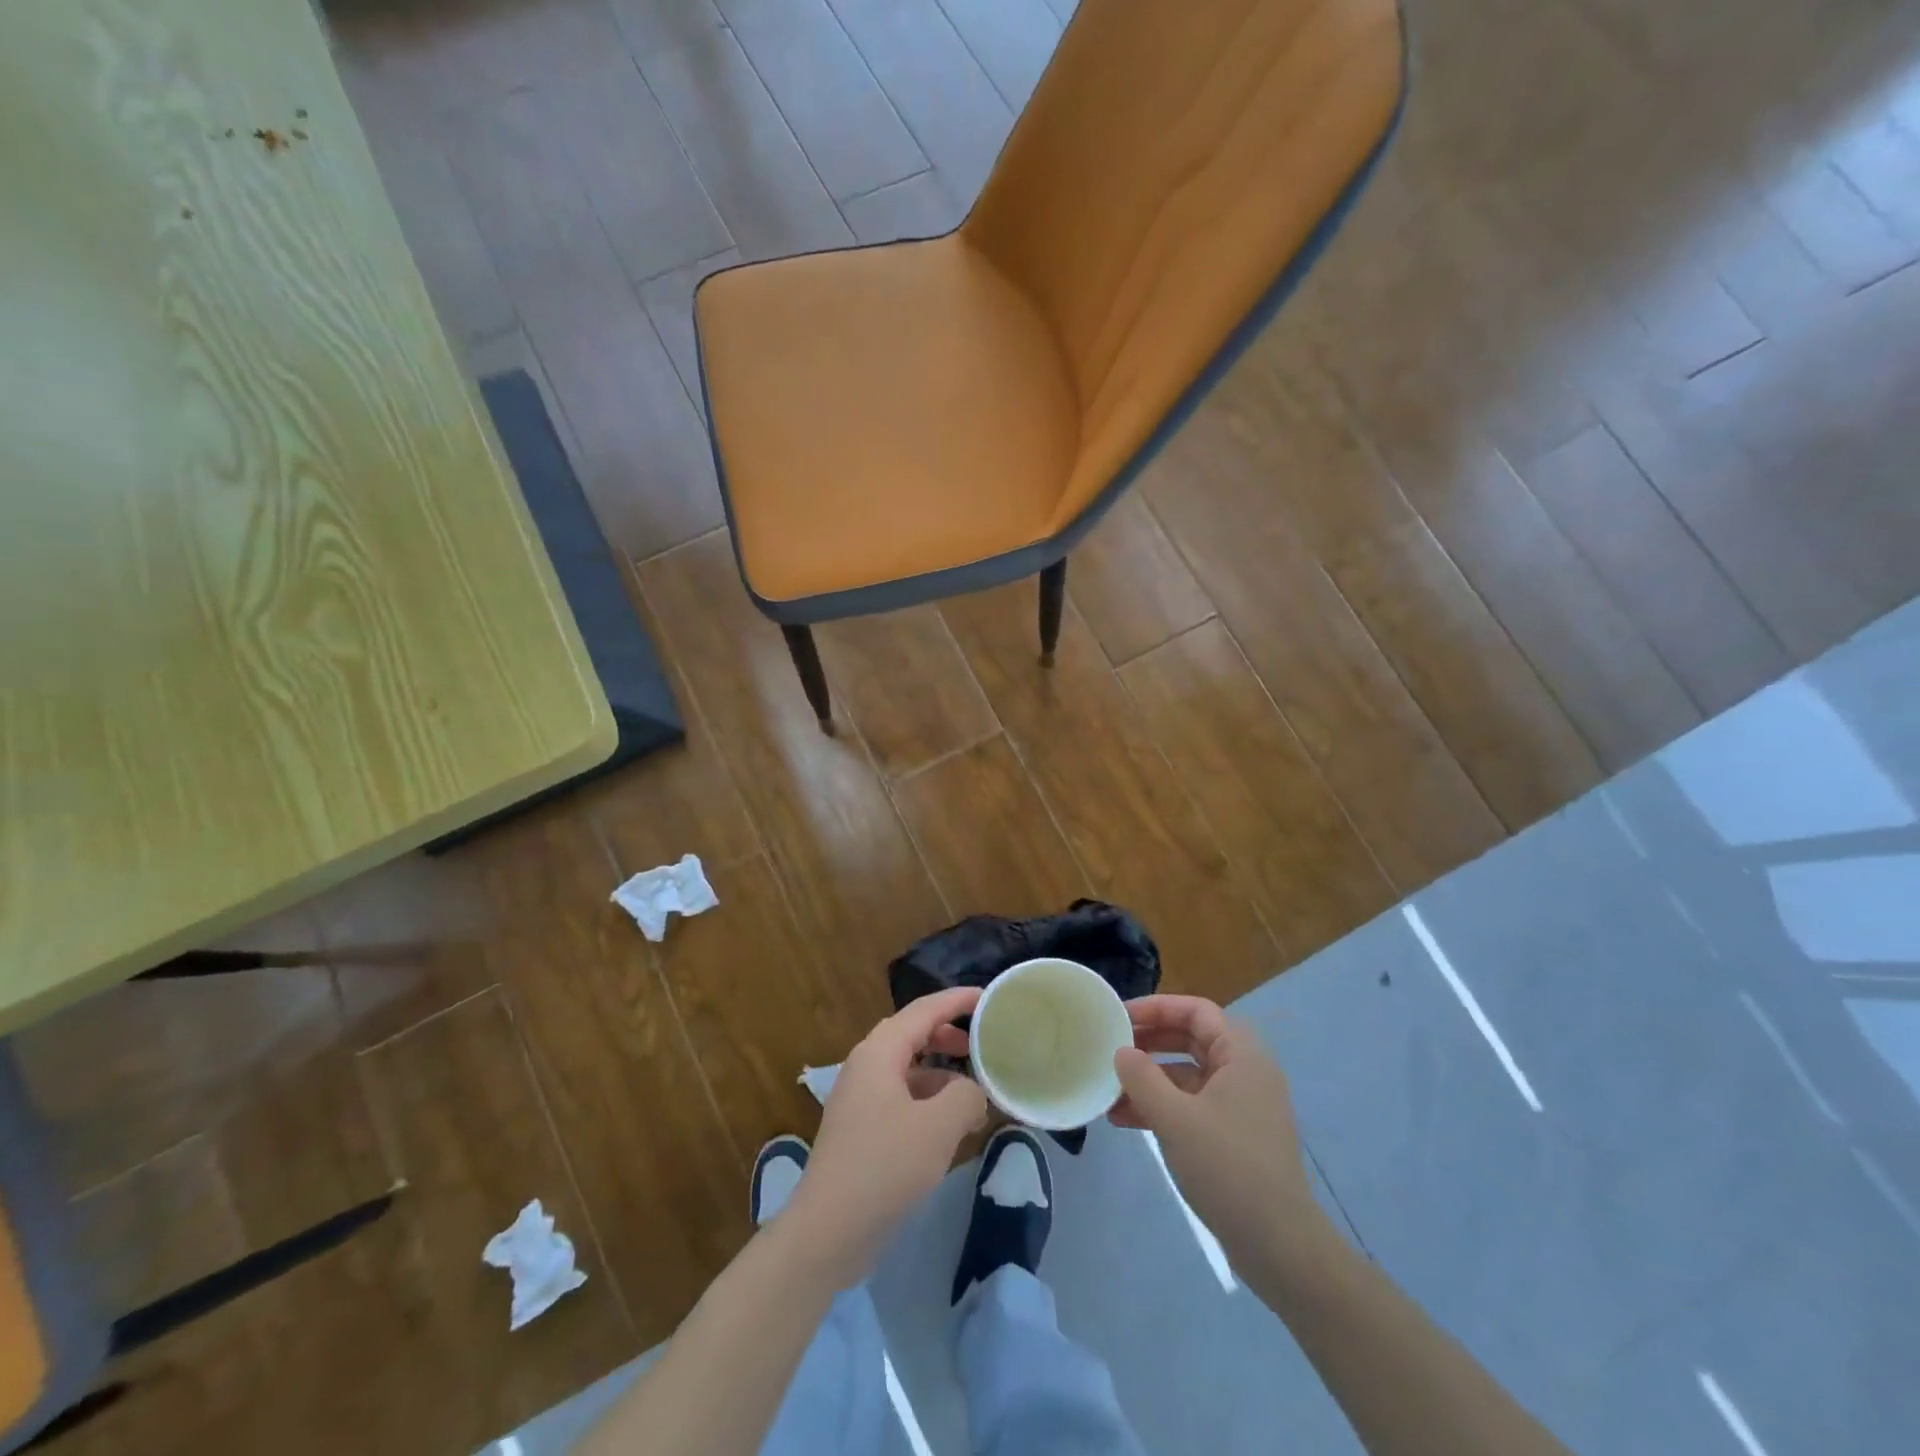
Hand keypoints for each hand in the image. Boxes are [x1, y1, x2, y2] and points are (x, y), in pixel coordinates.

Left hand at [780, 987, 987, 1287]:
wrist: (827, 1233)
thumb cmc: (883, 1168)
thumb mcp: (938, 1128)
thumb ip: (966, 1096)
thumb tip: (974, 1092)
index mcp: (879, 1052)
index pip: (924, 1010)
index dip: (958, 1000)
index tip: (989, 998)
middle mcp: (866, 1065)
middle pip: (914, 1034)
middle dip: (950, 1036)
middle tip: (984, 1045)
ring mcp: (860, 1098)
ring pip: (909, 1069)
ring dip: (942, 1074)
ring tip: (976, 1092)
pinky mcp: (862, 1129)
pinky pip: (902, 1098)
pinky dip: (930, 1101)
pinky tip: (951, 1127)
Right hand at [1110, 995, 1324, 1267]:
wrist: (1280, 1248)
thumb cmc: (1229, 1169)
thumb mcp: (1176, 1118)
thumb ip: (1142, 1078)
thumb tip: (1122, 1051)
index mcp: (1242, 1056)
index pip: (1196, 1011)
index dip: (1157, 1007)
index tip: (1119, 1017)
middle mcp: (1245, 1072)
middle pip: (1191, 1039)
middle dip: (1149, 1042)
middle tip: (1111, 1048)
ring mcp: (1241, 1106)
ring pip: (1188, 1075)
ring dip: (1149, 1079)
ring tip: (1109, 1091)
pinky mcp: (1234, 1137)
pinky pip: (1192, 1105)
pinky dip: (1161, 1106)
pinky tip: (1126, 1121)